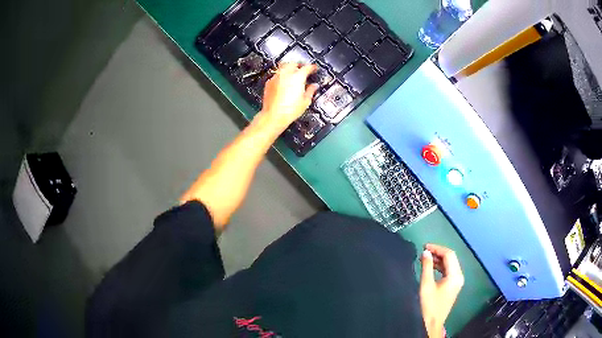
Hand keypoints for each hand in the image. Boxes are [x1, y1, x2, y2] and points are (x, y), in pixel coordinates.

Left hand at [259, 63, 318, 130]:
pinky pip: (276, 74)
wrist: (273, 116)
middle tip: (303, 69)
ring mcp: (276, 77)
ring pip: (283, 66)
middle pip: (293, 63)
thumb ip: (311, 91)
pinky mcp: (269, 82)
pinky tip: (283, 81)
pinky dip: (281, 75)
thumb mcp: (305, 101)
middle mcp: (286, 74)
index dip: (312, 67)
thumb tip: (314, 86)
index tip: (314, 68)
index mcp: (298, 77)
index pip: (307, 67)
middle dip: (299, 65)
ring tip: (293, 73)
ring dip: (289, 68)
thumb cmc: (289, 110)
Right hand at [419, 244, 464, 337]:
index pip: (449, 255)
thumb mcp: (426, 285)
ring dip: (438, 260)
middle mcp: (459, 276)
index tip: (424, 247)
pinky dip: (440, 267)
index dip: (437, 248)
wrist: (432, 323)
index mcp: (455, 275)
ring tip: (425, 258)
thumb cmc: (429, 304)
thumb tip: (425, 252)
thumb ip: (427, 267)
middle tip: (424, 251)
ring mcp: (457, 281)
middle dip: (438, 253)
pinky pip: (448, 271)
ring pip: (449, 264)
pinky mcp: (453, 286)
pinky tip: (431, 267)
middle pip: (451, 258)